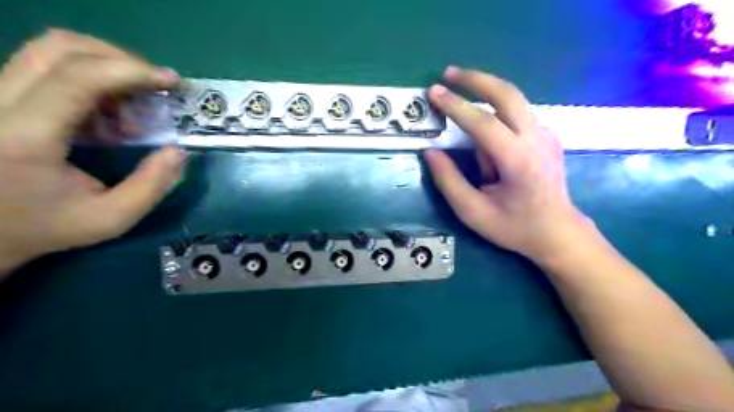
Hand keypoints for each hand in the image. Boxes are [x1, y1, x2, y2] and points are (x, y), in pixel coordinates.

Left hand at [0, 28, 186, 279]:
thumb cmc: (44, 227)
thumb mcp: (111, 219)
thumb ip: (152, 186)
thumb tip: (178, 150)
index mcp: (24, 136)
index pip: (78, 77)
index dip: (131, 70)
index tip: (171, 81)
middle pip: (60, 47)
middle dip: (121, 60)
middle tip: (155, 87)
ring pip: (52, 51)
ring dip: (107, 71)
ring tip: (129, 112)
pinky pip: (47, 68)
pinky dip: (90, 82)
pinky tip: (105, 117)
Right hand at [425, 67, 587, 262]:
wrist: (558, 232)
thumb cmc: (514, 227)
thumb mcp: (473, 212)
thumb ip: (449, 181)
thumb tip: (431, 152)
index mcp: (519, 161)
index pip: (484, 123)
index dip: (456, 106)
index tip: (433, 92)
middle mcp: (537, 139)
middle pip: (507, 94)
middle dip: (476, 79)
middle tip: (448, 73)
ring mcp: (546, 134)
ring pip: (512, 101)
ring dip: (484, 95)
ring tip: (460, 104)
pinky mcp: (546, 136)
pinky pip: (516, 115)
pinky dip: (496, 114)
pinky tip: (485, 137)